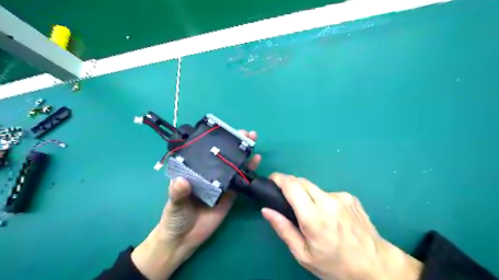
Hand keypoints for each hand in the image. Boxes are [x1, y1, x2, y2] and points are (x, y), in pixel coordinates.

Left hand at [130, 130, 260, 278]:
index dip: (216, 141)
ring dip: (244, 155)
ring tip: (253, 142)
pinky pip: (240, 183)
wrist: (184, 240)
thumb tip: (181, 181)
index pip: (206, 152)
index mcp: (195, 172)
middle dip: (234, 145)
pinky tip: (255, 161)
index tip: (225, 132)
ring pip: (234, 167)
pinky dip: (248, 173)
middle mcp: (209, 175)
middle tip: (246, 134)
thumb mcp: (174, 204)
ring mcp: (221, 185)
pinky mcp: (230, 196)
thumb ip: (178, 193)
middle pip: (223, 157)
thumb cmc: (175, 218)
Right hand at [262, 173, 419, 279]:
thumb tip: (266, 210)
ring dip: (307, 195)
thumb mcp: (304, 254)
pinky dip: (322, 200)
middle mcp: (328, 201)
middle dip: (290, 185)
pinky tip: (330, 216)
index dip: (278, 178)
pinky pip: (328, 193)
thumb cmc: (336, 265)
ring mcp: (341, 197)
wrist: (376, 266)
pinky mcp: (350, 197)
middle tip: (287, 200)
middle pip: (302, 181)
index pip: (291, 186)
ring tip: (312, 214)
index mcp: (314, 217)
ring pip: (315, 187)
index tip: (271, 180)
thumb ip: (283, 229)